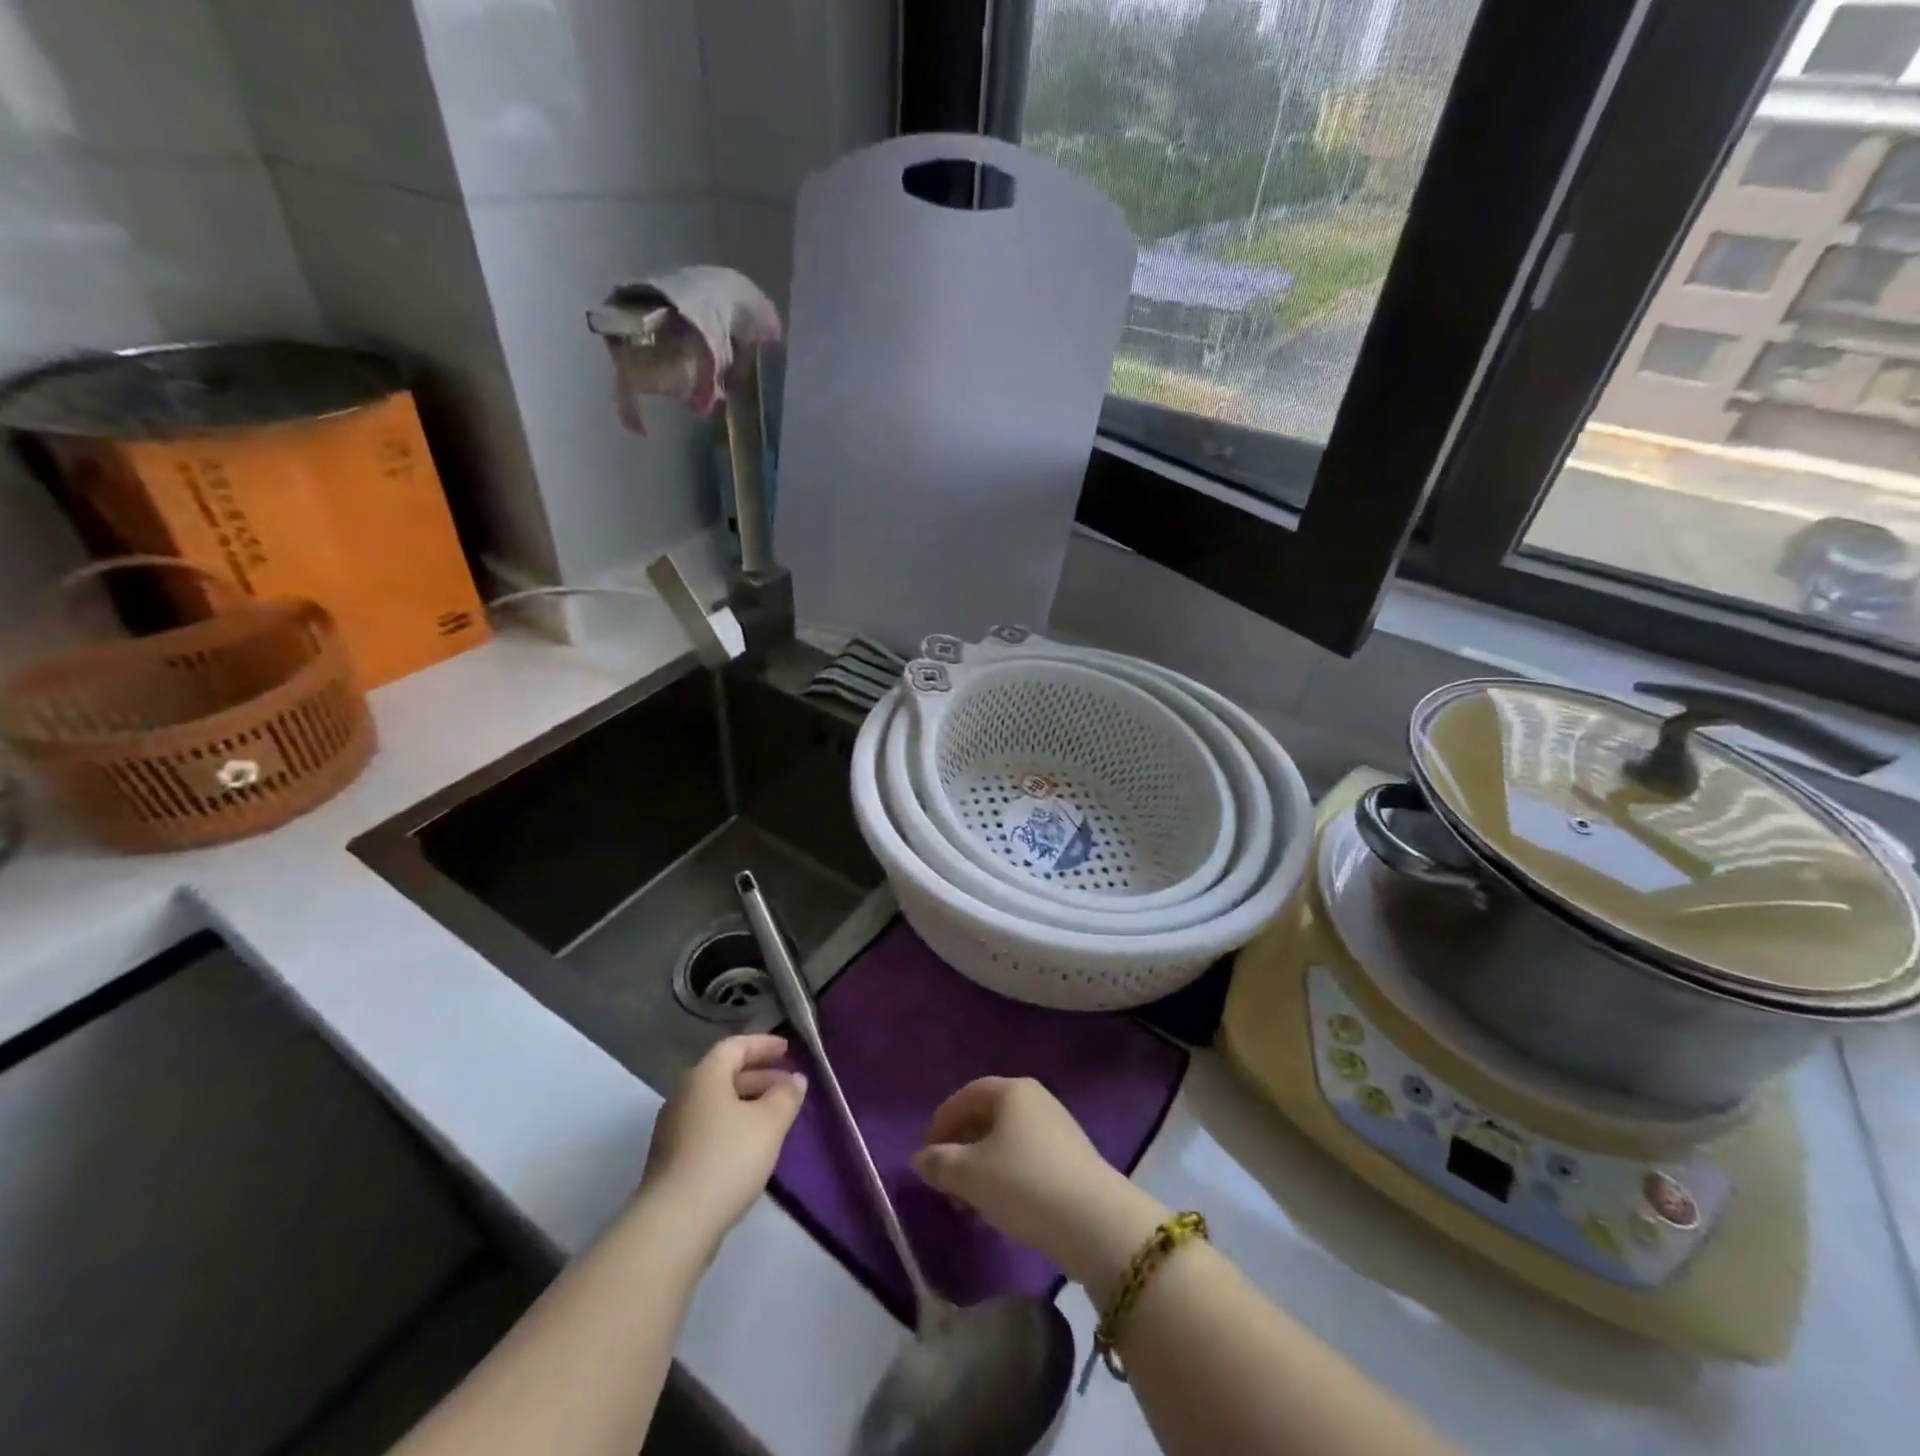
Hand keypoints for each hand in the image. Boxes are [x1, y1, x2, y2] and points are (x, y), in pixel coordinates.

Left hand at [640, 1034, 807, 1241]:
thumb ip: (786, 1096)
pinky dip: (732, 1125)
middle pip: (724, 1074)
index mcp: (704, 1077)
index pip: (735, 1046)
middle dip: (759, 1076)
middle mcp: (683, 1095)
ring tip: (775, 1118)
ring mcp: (673, 1129)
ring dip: (747, 1103)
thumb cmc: (726, 1159)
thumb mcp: (769, 1123)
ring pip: (716, 1103)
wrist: (673, 1225)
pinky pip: (708, 1127)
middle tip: (787, 1086)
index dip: (763, 1045)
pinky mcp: (671, 1160)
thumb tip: (795, 1079)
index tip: (787, 1050)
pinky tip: (750, 1147)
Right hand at [910, 1077, 1165, 1292]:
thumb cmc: (1024, 1184)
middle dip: (961, 1146)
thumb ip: (940, 1163)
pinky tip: (999, 1206)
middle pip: (987, 1116)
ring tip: (967, 1202)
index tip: (926, 1152)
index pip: (967, 1095)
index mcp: (1012, 1091)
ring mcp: (1058, 1127)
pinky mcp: (1072, 1157)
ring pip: (1007, 1140)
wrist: (1093, 1220)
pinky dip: (1005, 1174)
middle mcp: (1036, 1099)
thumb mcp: (970, 1175)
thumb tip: (920, 1158)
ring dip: (981, 1165)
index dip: (942, 1121)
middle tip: (944, 1180)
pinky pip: (1026, 1157)